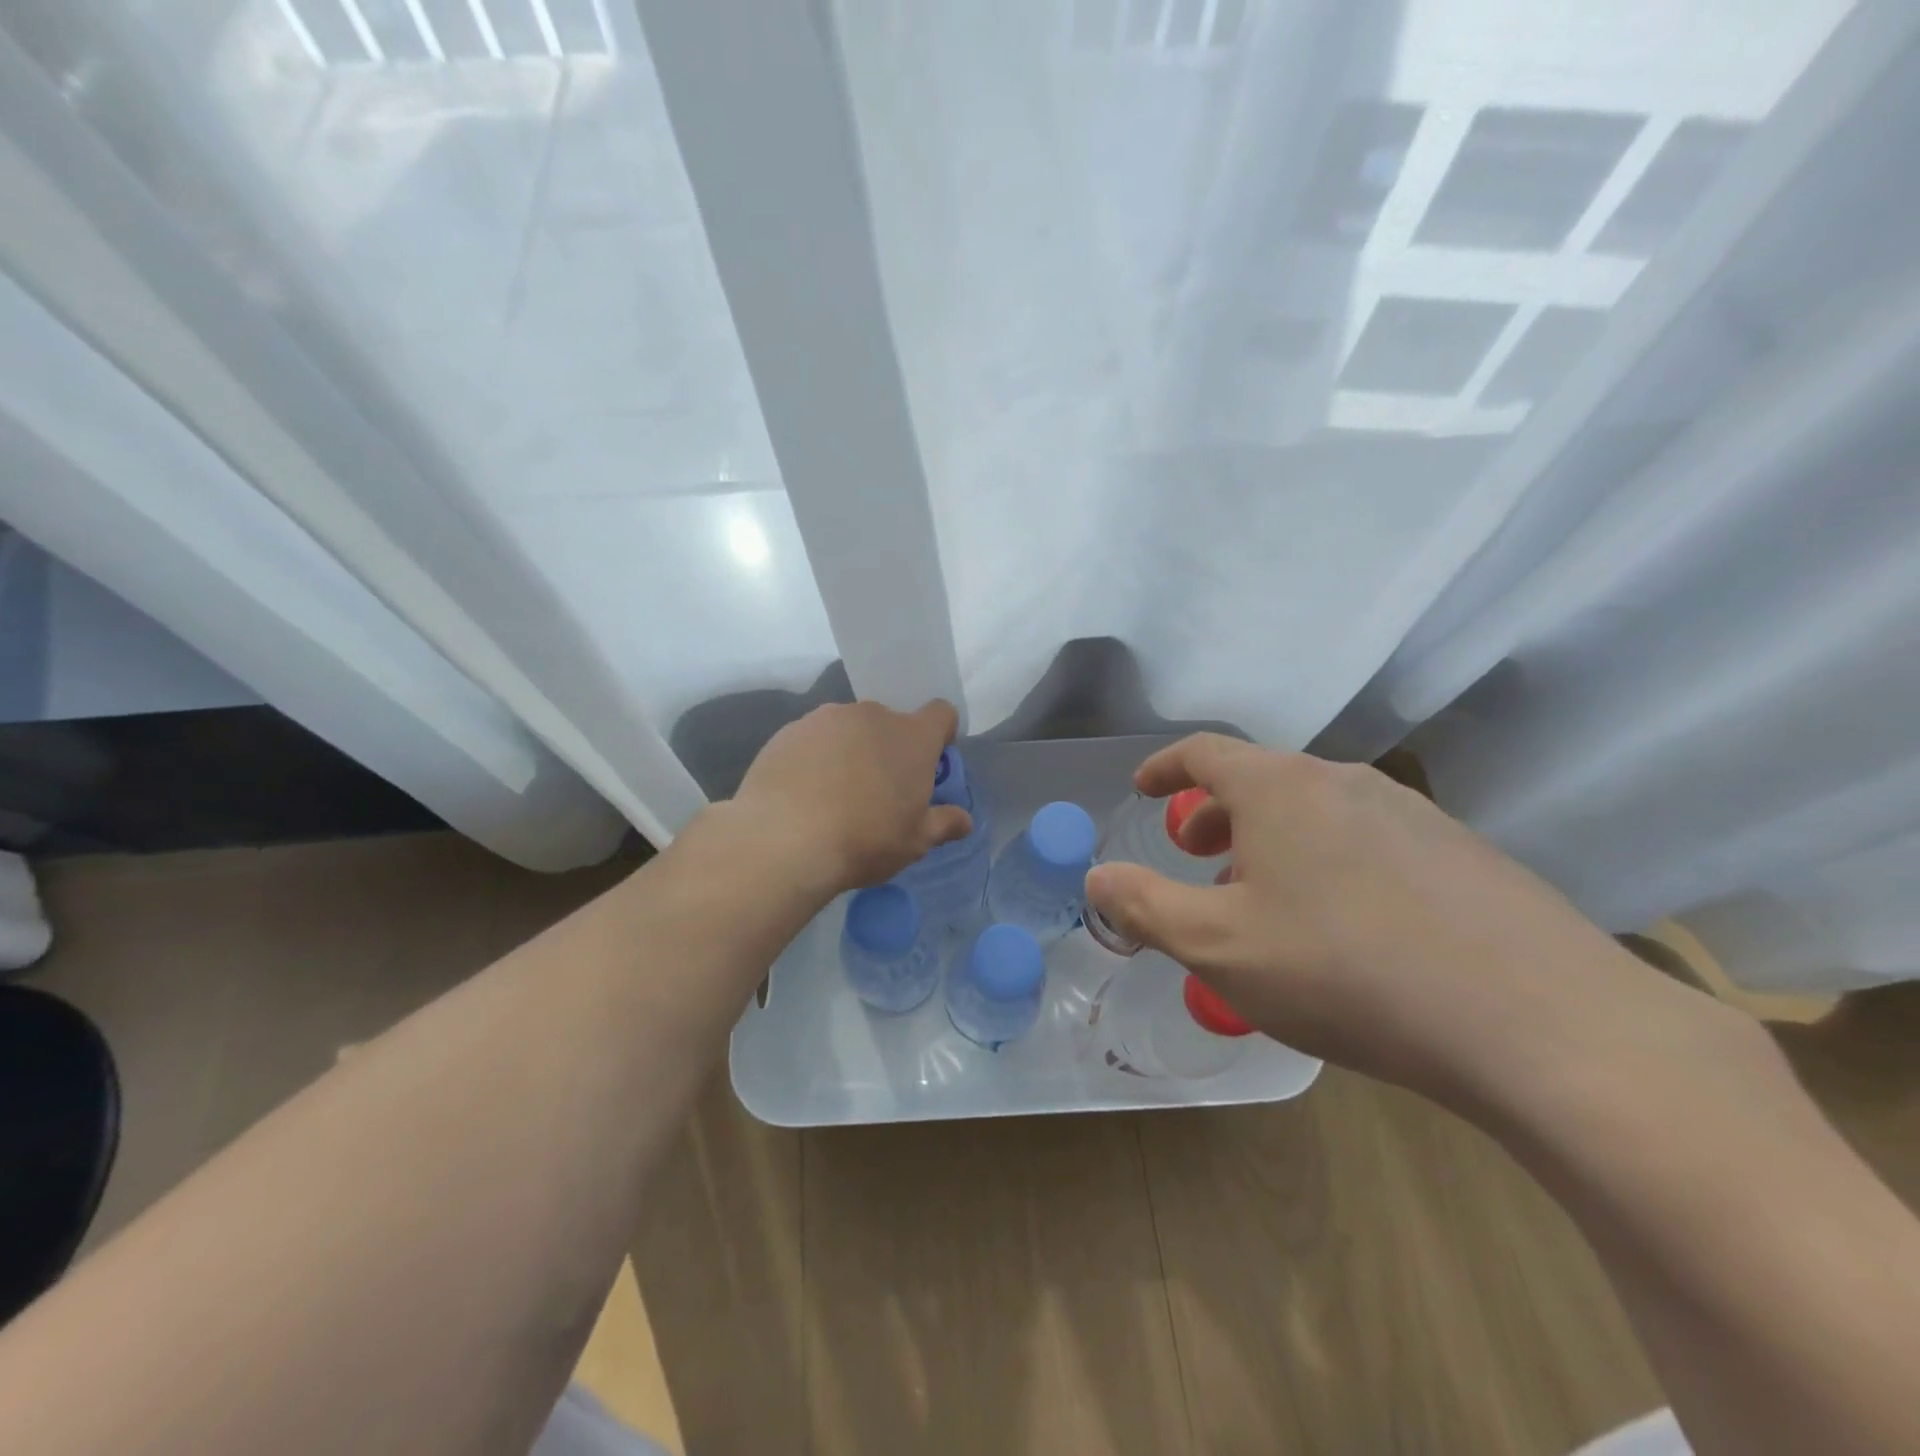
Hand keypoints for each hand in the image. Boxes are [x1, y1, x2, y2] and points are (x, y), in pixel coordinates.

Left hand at [731, 699, 971, 895]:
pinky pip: (813, 739)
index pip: (940, 714)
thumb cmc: (864, 839)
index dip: (940, 735)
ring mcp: (826, 719)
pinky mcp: (788, 731)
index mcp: (911, 736)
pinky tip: (803, 794)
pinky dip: (815, 758)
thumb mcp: (914, 842)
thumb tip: (964, 821)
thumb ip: (943, 824)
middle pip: (890, 723)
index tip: (929, 763)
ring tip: (834, 794)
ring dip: (850, 751)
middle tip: (879, 791)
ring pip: (849, 730)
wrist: (783, 839)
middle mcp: (871, 715)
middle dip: (889, 749)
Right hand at [1083, 734, 1683, 1101]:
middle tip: (1196, 858)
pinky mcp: (1462, 853)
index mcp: (1280, 787)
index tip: (1141, 788)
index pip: (1205, 752)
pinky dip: (1328, 863)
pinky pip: (1367, 841)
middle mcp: (1344, 781)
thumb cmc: (1343, 969)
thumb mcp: (1217, 946)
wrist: (1539, 1022)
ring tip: (1265, 902)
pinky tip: (1344, 929)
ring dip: (1272, 843)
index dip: (1165, 766)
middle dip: (1215, 814)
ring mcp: (1412, 813)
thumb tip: (1096, 877)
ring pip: (1316, 812)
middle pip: (1261, 780)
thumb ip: (1144, 906)